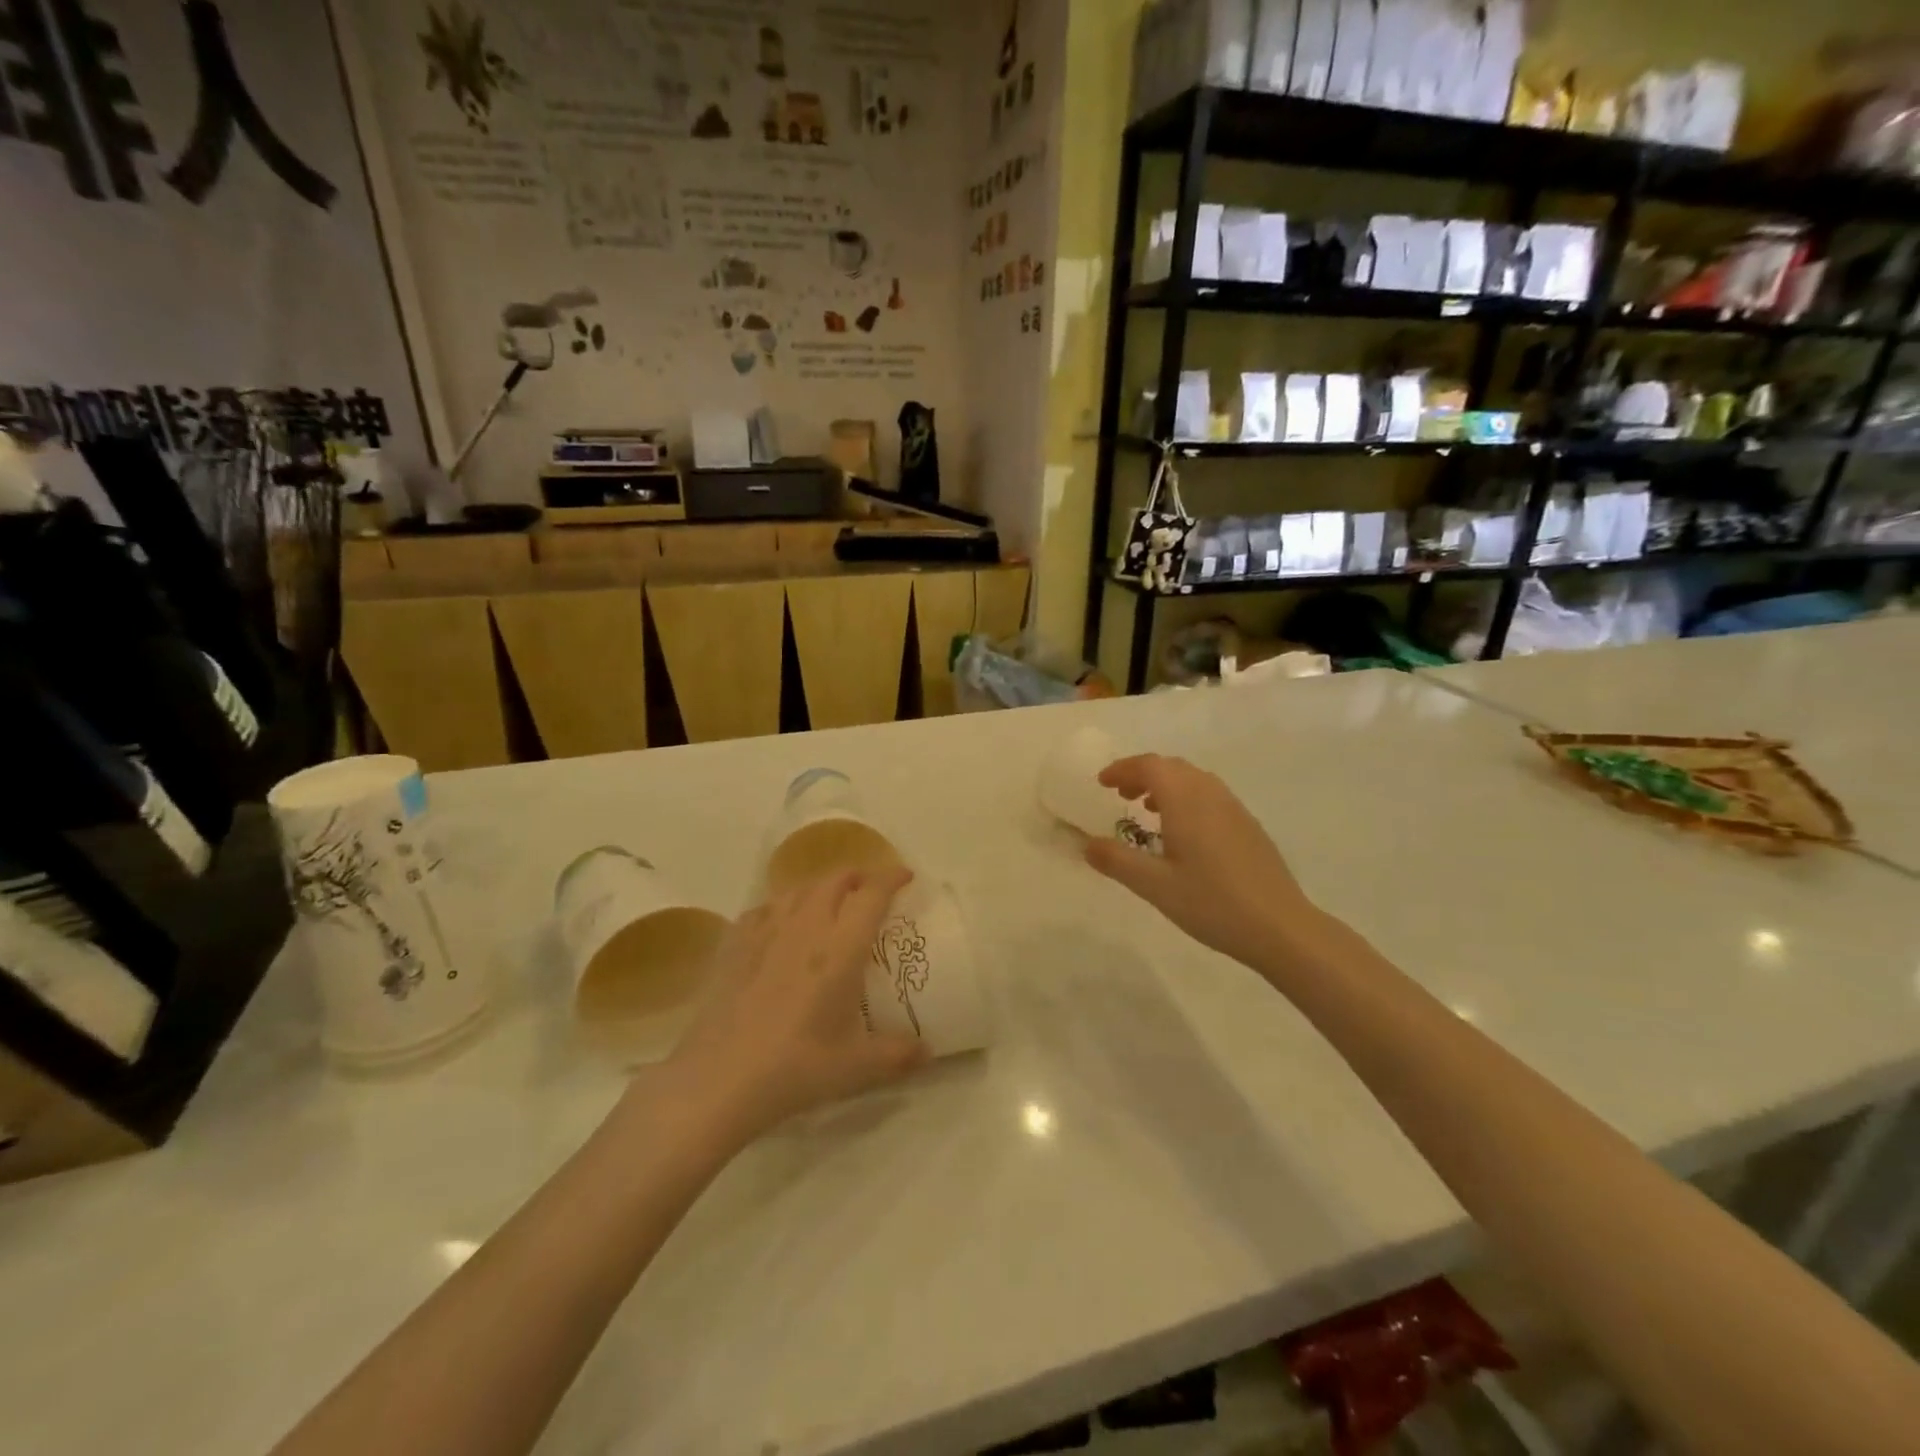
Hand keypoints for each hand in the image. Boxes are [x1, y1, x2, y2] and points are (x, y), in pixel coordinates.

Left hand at [668, 867, 929, 1141]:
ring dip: (821, 886)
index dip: (892, 878)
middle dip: (858, 876)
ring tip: (830, 902)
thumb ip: (898, 1055)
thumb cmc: (795, 1068)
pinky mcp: (734, 945)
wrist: (720, 1080)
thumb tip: (928, 1052)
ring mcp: (765, 932)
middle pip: (835, 879)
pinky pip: (763, 909)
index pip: (872, 894)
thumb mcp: (857, 1068)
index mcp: (841, 947)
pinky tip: (780, 925)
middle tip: (871, 890)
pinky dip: (781, 907)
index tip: (906, 876)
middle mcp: (806, 927)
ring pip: (798, 888)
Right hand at [1084, 754, 1318, 970]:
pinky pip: (1210, 796)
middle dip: (1142, 774)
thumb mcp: (1155, 885)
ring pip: (1194, 780)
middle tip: (1119, 795)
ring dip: (1165, 786)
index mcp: (1186, 800)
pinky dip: (1186, 799)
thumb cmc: (1212, 902)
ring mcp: (1235, 809)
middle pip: (1172, 767)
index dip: (1123, 769)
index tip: (1102, 783)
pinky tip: (1182, 833)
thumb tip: (1087, 844)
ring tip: (1147, 811)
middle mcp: (1211, 794)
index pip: (1150, 766)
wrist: (1280, 927)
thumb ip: (1117, 861)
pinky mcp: (1249, 826)